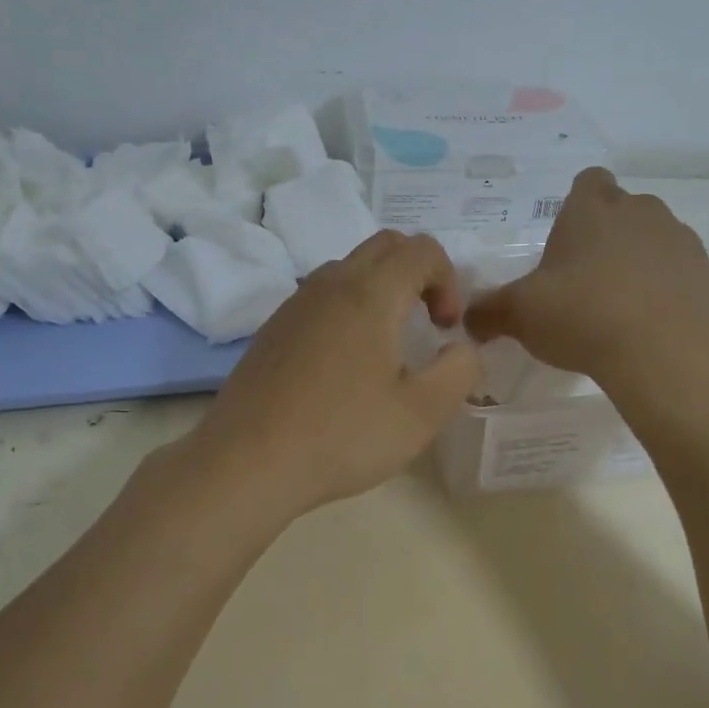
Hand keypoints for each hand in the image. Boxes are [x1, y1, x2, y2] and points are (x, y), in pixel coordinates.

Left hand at [179, 230, 480, 520]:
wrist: (246, 461)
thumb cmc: (342, 435)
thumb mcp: (422, 413)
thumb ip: (459, 370)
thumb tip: (462, 347)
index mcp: (370, 292)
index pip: (422, 249)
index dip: (449, 280)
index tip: (446, 328)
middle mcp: (331, 283)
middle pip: (386, 246)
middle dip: (419, 273)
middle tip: (427, 323)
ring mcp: (296, 303)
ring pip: (350, 267)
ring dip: (382, 287)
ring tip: (389, 342)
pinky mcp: (274, 327)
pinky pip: (322, 295)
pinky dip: (349, 305)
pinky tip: (346, 362)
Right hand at [464, 168, 708, 391]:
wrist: (666, 355)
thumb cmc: (583, 317)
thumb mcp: (520, 315)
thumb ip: (489, 311)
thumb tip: (467, 319)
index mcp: (592, 208)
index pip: (588, 180)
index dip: (577, 205)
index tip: (566, 240)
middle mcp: (640, 211)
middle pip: (622, 209)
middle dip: (606, 235)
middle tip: (584, 279)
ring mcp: (680, 240)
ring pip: (654, 238)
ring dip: (638, 260)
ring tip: (619, 306)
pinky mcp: (708, 274)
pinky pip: (680, 271)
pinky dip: (666, 288)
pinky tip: (649, 324)